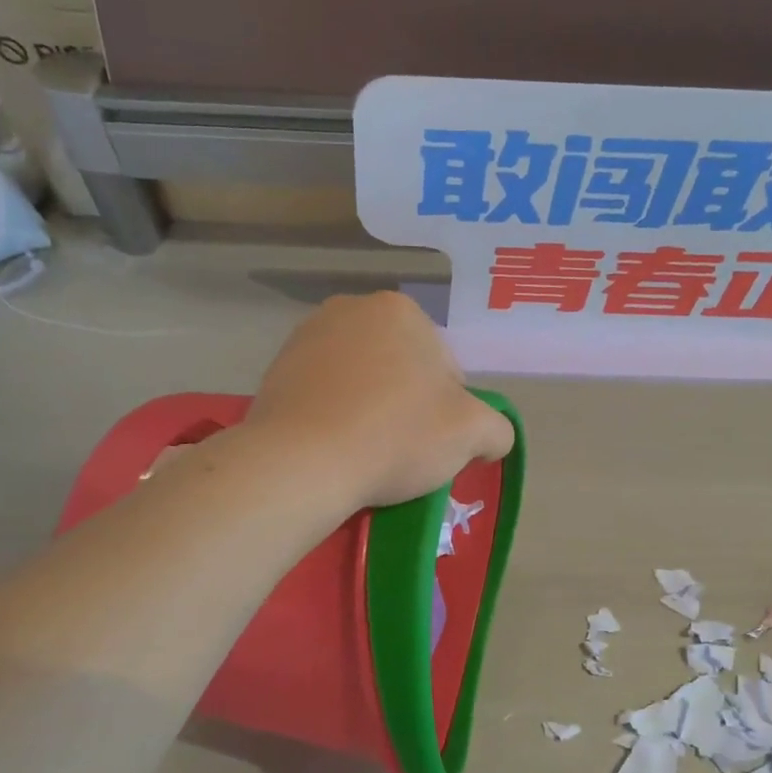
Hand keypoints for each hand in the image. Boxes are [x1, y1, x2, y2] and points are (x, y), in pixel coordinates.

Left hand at [244, 292, 515, 509]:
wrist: (301, 463)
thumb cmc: (396, 435)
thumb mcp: (472, 433)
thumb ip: (497, 428)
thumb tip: (490, 437)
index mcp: (400, 310)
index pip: (445, 367)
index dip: (449, 410)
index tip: (433, 442)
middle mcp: (350, 309)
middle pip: (401, 369)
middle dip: (407, 404)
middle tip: (403, 449)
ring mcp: (305, 338)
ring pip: (361, 382)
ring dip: (371, 410)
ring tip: (366, 452)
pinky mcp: (275, 371)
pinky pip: (324, 396)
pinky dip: (334, 418)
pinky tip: (335, 449)